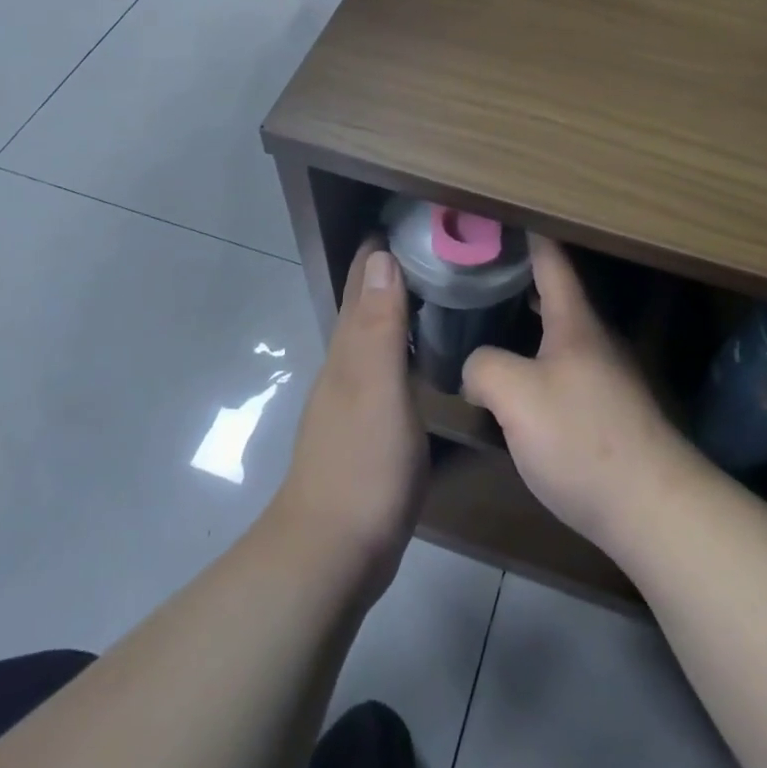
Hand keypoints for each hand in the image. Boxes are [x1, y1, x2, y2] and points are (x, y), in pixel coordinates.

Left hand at [269, 240, 425, 596]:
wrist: (333, 551)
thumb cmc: (362, 463)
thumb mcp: (376, 387)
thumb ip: (380, 325)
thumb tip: (381, 256)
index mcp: (350, 349)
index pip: (363, 282)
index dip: (380, 248)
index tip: (409, 216)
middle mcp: (347, 365)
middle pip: (366, 304)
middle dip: (389, 269)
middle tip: (433, 243)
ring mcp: (355, 398)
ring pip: (375, 335)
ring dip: (396, 305)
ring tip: (433, 285)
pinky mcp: (368, 427)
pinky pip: (386, 367)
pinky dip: (402, 345)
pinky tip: (421, 352)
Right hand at [461, 236, 695, 554]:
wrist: (652, 506)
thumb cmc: (581, 437)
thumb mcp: (515, 396)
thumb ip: (484, 367)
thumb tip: (476, 368)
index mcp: (575, 322)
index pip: (551, 259)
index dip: (527, 234)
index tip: (502, 215)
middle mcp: (596, 339)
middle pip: (556, 295)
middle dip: (519, 279)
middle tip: (477, 274)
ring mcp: (608, 376)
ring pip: (561, 335)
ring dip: (527, 324)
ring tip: (488, 325)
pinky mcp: (611, 411)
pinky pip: (566, 369)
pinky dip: (539, 361)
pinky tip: (517, 385)